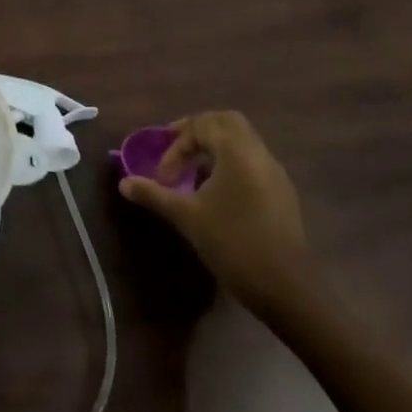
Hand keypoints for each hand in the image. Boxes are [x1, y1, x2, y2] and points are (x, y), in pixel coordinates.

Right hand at [119, 110, 312, 314]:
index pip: (203, 126)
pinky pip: (253, 162)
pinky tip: (218, 192)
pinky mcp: (282, 195)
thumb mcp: (187, 217)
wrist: (288, 289)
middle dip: (199, 130)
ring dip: (216, 148)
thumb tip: (124, 184)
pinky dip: (232, 164)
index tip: (163, 175)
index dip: (177, 145)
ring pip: (244, 142)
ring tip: (194, 172)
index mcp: (237, 152)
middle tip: (177, 149)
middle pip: (228, 122)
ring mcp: (275, 175)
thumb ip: (154, 195)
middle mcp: (259, 155)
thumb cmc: (233, 244)